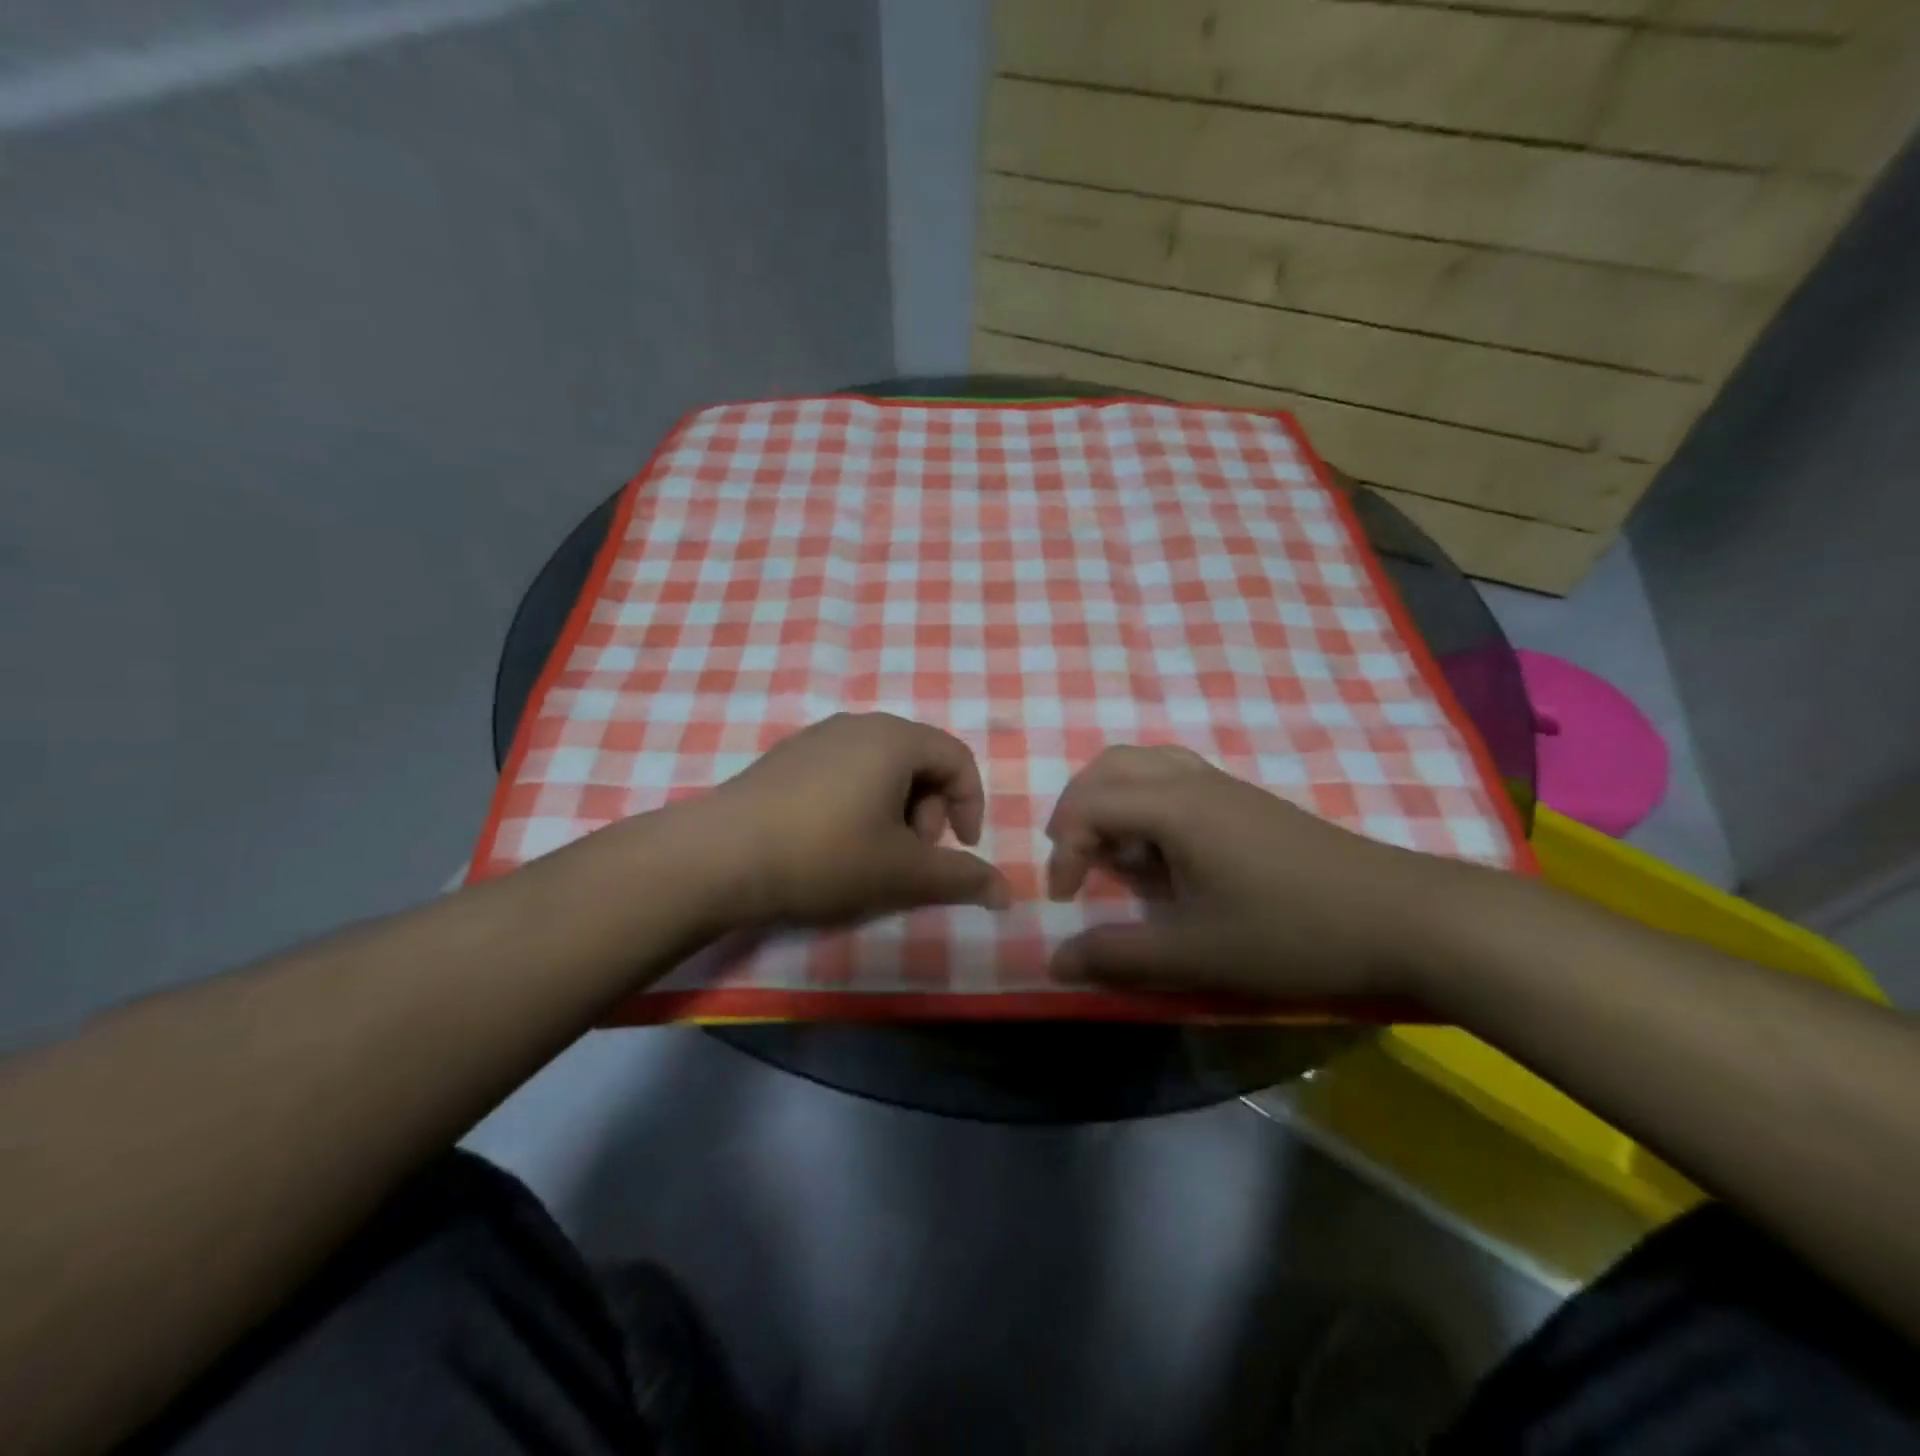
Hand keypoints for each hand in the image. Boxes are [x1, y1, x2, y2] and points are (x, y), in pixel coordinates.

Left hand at [702, 713, 1011, 926]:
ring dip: (894, 810)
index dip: (971, 805)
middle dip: (929, 810)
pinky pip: (843, 771)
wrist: (718, 857)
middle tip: (910, 856)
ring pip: (880, 767)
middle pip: (919, 760)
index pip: (958, 758)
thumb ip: (961, 878)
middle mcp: (858, 725)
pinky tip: (831, 844)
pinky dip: (858, 803)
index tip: (959, 849)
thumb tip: (1008, 893)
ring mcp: (816, 737)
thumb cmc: (825, 855)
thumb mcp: (902, 872)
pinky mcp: (785, 757)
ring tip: (872, 854)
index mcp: (895, 739)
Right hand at [1045, 745, 1478, 998]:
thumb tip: (1053, 961)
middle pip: (1108, 767)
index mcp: (1174, 808)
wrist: (1403, 917)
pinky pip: (1173, 776)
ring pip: (1143, 763)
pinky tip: (1164, 851)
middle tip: (1075, 861)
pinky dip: (1145, 801)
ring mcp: (1223, 785)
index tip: (1066, 900)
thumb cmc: (1292, 933)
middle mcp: (1192, 780)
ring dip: (1111, 799)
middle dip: (1076, 811)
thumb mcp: (1197, 954)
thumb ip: (1118, 956)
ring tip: (1115, 852)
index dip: (1062, 851)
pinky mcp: (1246, 800)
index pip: (1089, 806)